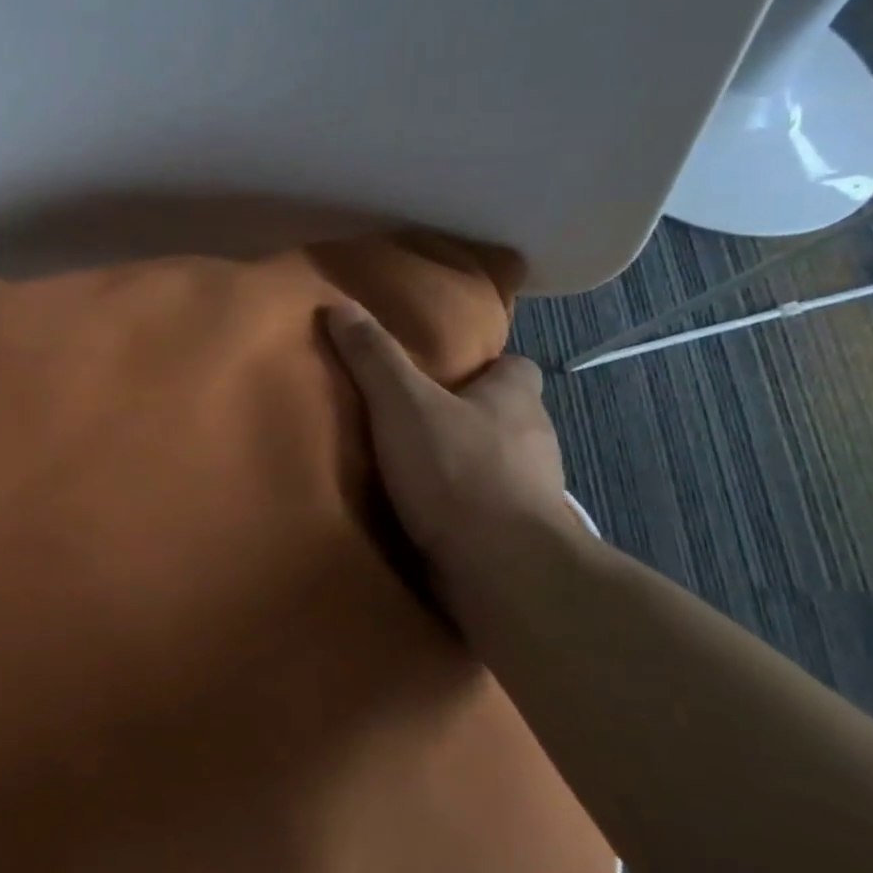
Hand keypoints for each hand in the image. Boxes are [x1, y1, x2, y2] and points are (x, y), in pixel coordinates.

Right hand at [326, 301, 569, 590]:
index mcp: (515, 398)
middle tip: (412, 421)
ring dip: (463, 466)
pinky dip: (462, 509)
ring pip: (497, 464)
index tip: (443, 375)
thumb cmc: (456, 470)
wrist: (500, 566)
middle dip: (467, 417)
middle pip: (504, 416)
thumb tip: (339, 305)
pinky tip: (426, 516)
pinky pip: (487, 509)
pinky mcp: (517, 534)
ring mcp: (531, 491)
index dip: (483, 367)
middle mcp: (534, 439)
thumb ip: (373, 358)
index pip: (514, 367)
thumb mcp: (403, 403)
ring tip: (412, 471)